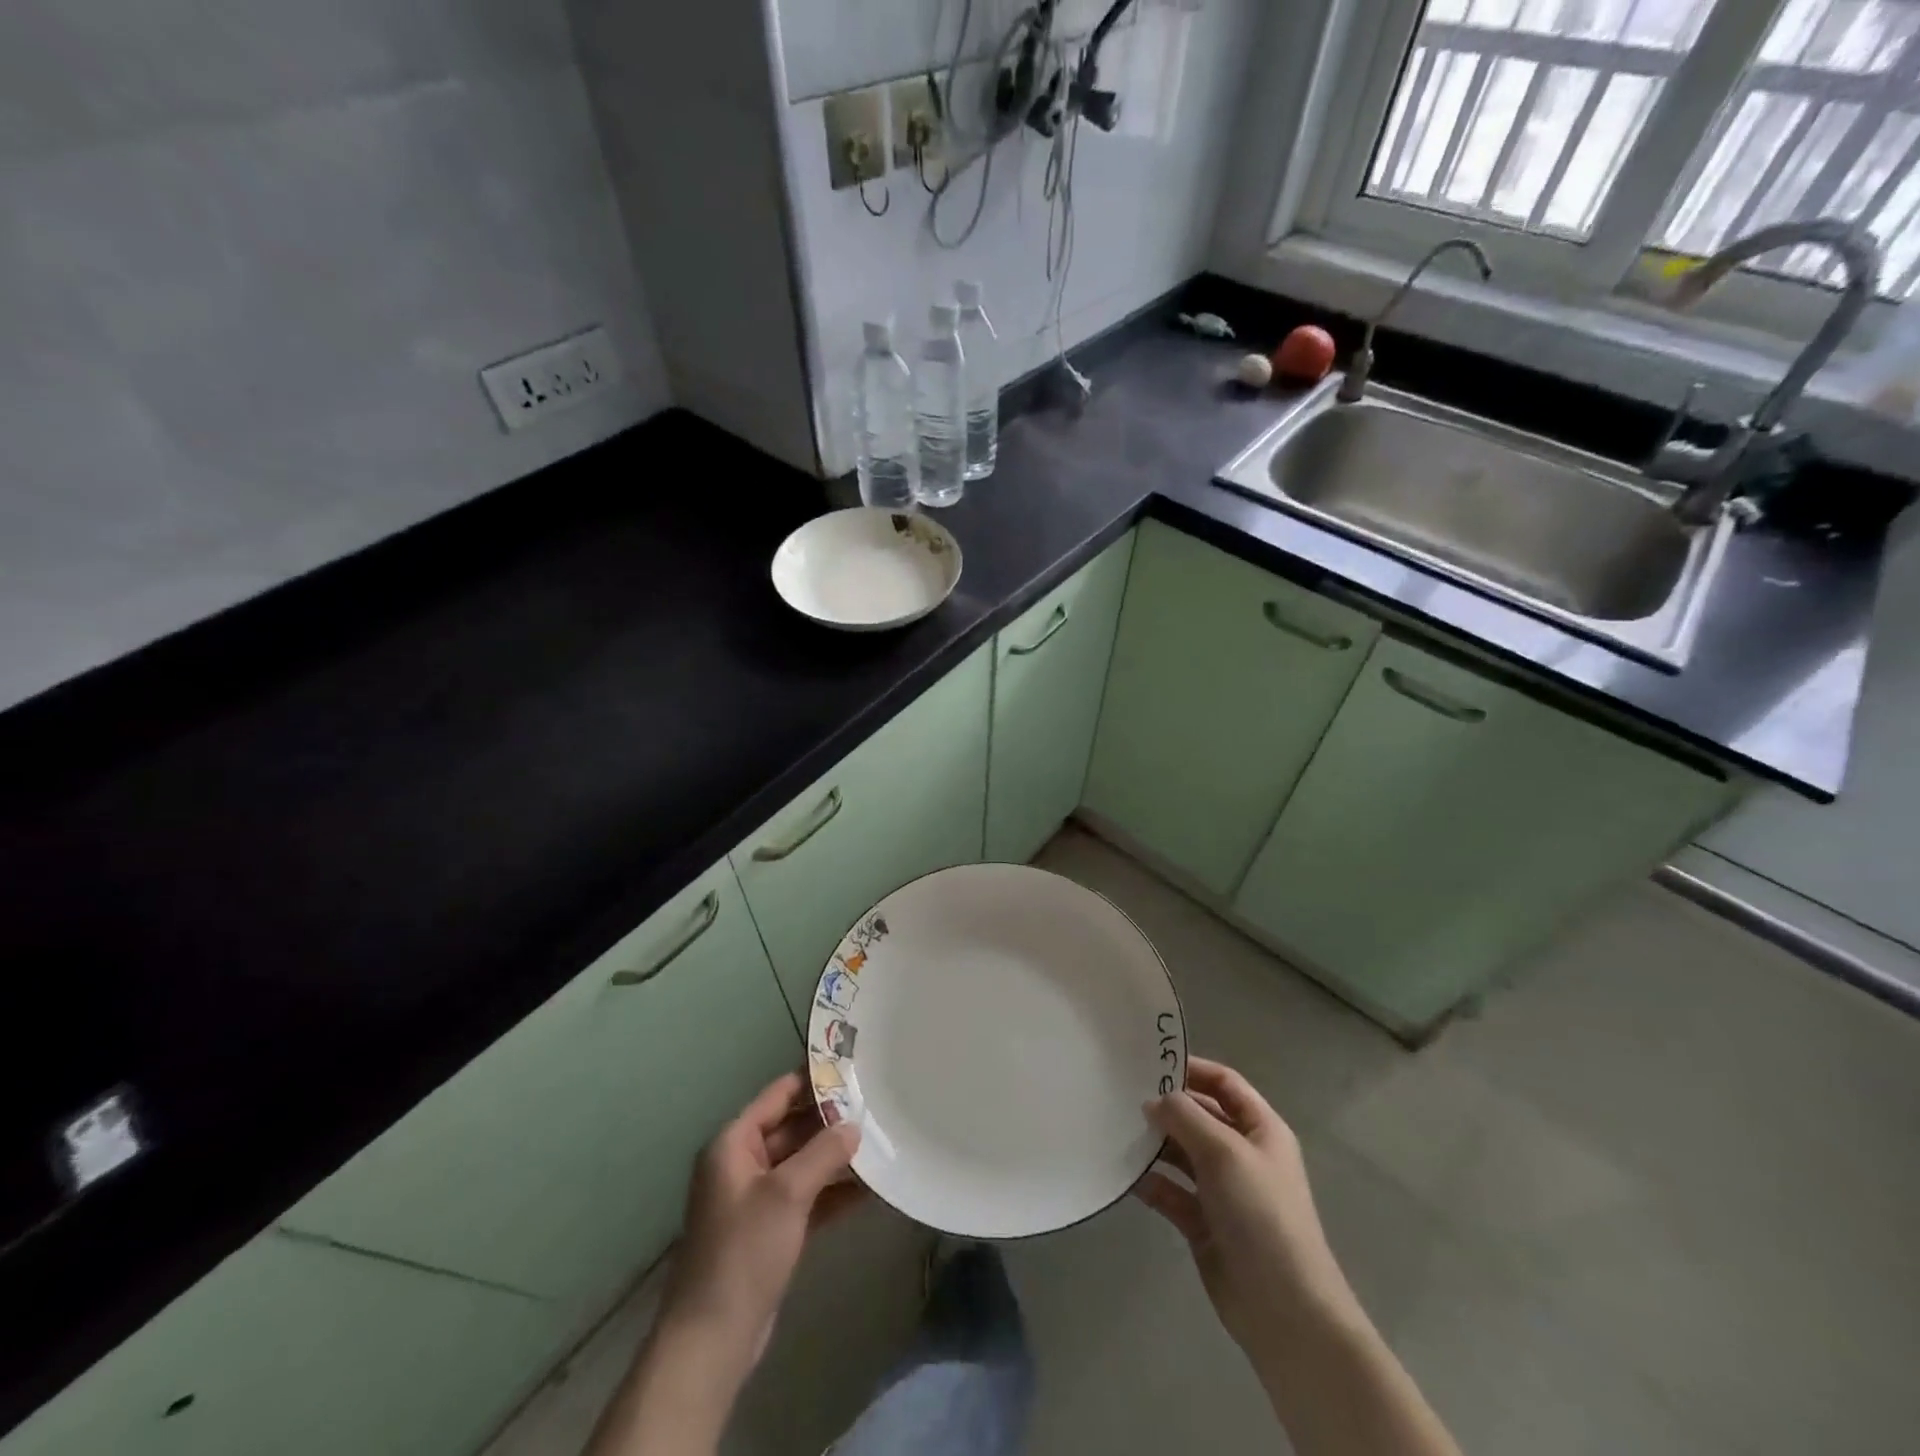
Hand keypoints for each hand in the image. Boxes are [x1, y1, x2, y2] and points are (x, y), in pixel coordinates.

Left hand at [656, 1071, 863, 1381]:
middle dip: (831, 1120)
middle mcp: (742, 1163)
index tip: (852, 1067)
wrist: (712, 1340)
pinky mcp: (770, 1230)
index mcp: (733, 1143)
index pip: (778, 1095)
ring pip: (802, 1163)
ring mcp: (756, 1198)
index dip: (813, 1080)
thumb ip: (823, 1153)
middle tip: (875, 1104)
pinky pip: (806, 1196)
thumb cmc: (743, 1252)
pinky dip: (833, 1191)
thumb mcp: (787, 1193)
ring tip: (881, 1140)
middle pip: (792, 1128)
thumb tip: (854, 1125)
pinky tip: (870, 1187)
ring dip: (836, 1157)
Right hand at [1135, 1058, 1355, 1361]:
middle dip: (1166, 1106)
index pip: (1224, 1083)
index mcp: (1260, 1129)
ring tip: (1116, 1128)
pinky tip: (1124, 1173)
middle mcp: (1241, 1154)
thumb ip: (1186, 1117)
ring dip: (1154, 1143)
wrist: (1284, 1309)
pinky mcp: (1203, 1223)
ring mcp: (1222, 1190)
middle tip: (1121, 1094)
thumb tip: (1153, 1100)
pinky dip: (1151, 1181)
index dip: (1192, 1069)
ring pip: (1181, 1153)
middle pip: (1200, 1116)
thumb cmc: (1261, 1213)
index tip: (1149, 1062)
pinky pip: (1171, 1191)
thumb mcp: (1224, 1152)